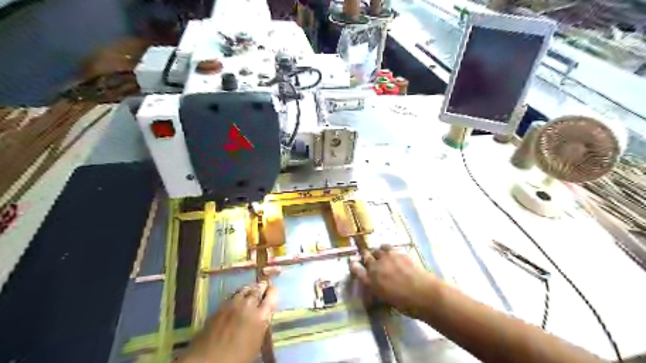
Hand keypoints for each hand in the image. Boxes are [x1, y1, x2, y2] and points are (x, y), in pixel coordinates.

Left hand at [181, 266, 282, 362]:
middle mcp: (248, 305)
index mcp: (261, 316)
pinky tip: (237, 299)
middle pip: (258, 288)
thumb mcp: (257, 342)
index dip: (273, 292)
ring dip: (250, 289)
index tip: (273, 294)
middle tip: (263, 290)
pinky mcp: (220, 306)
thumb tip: (265, 315)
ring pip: (245, 288)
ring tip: (251, 292)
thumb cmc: (238, 358)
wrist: (209, 361)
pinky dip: (237, 294)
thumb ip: (262, 324)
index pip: (272, 294)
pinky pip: (233, 294)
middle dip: (262, 288)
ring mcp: (233, 304)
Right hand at [352, 246, 435, 319]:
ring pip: (377, 250)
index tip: (353, 264)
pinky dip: (387, 249)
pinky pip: (388, 247)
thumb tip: (376, 284)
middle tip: (369, 259)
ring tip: (382, 255)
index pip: (356, 270)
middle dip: (366, 256)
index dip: (354, 266)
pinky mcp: (398, 253)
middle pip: (366, 256)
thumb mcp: (386, 299)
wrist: (424, 294)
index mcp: (371, 282)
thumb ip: (378, 288)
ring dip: (378, 252)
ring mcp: (387, 258)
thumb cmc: (405, 304)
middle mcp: (376, 267)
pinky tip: (392, 254)